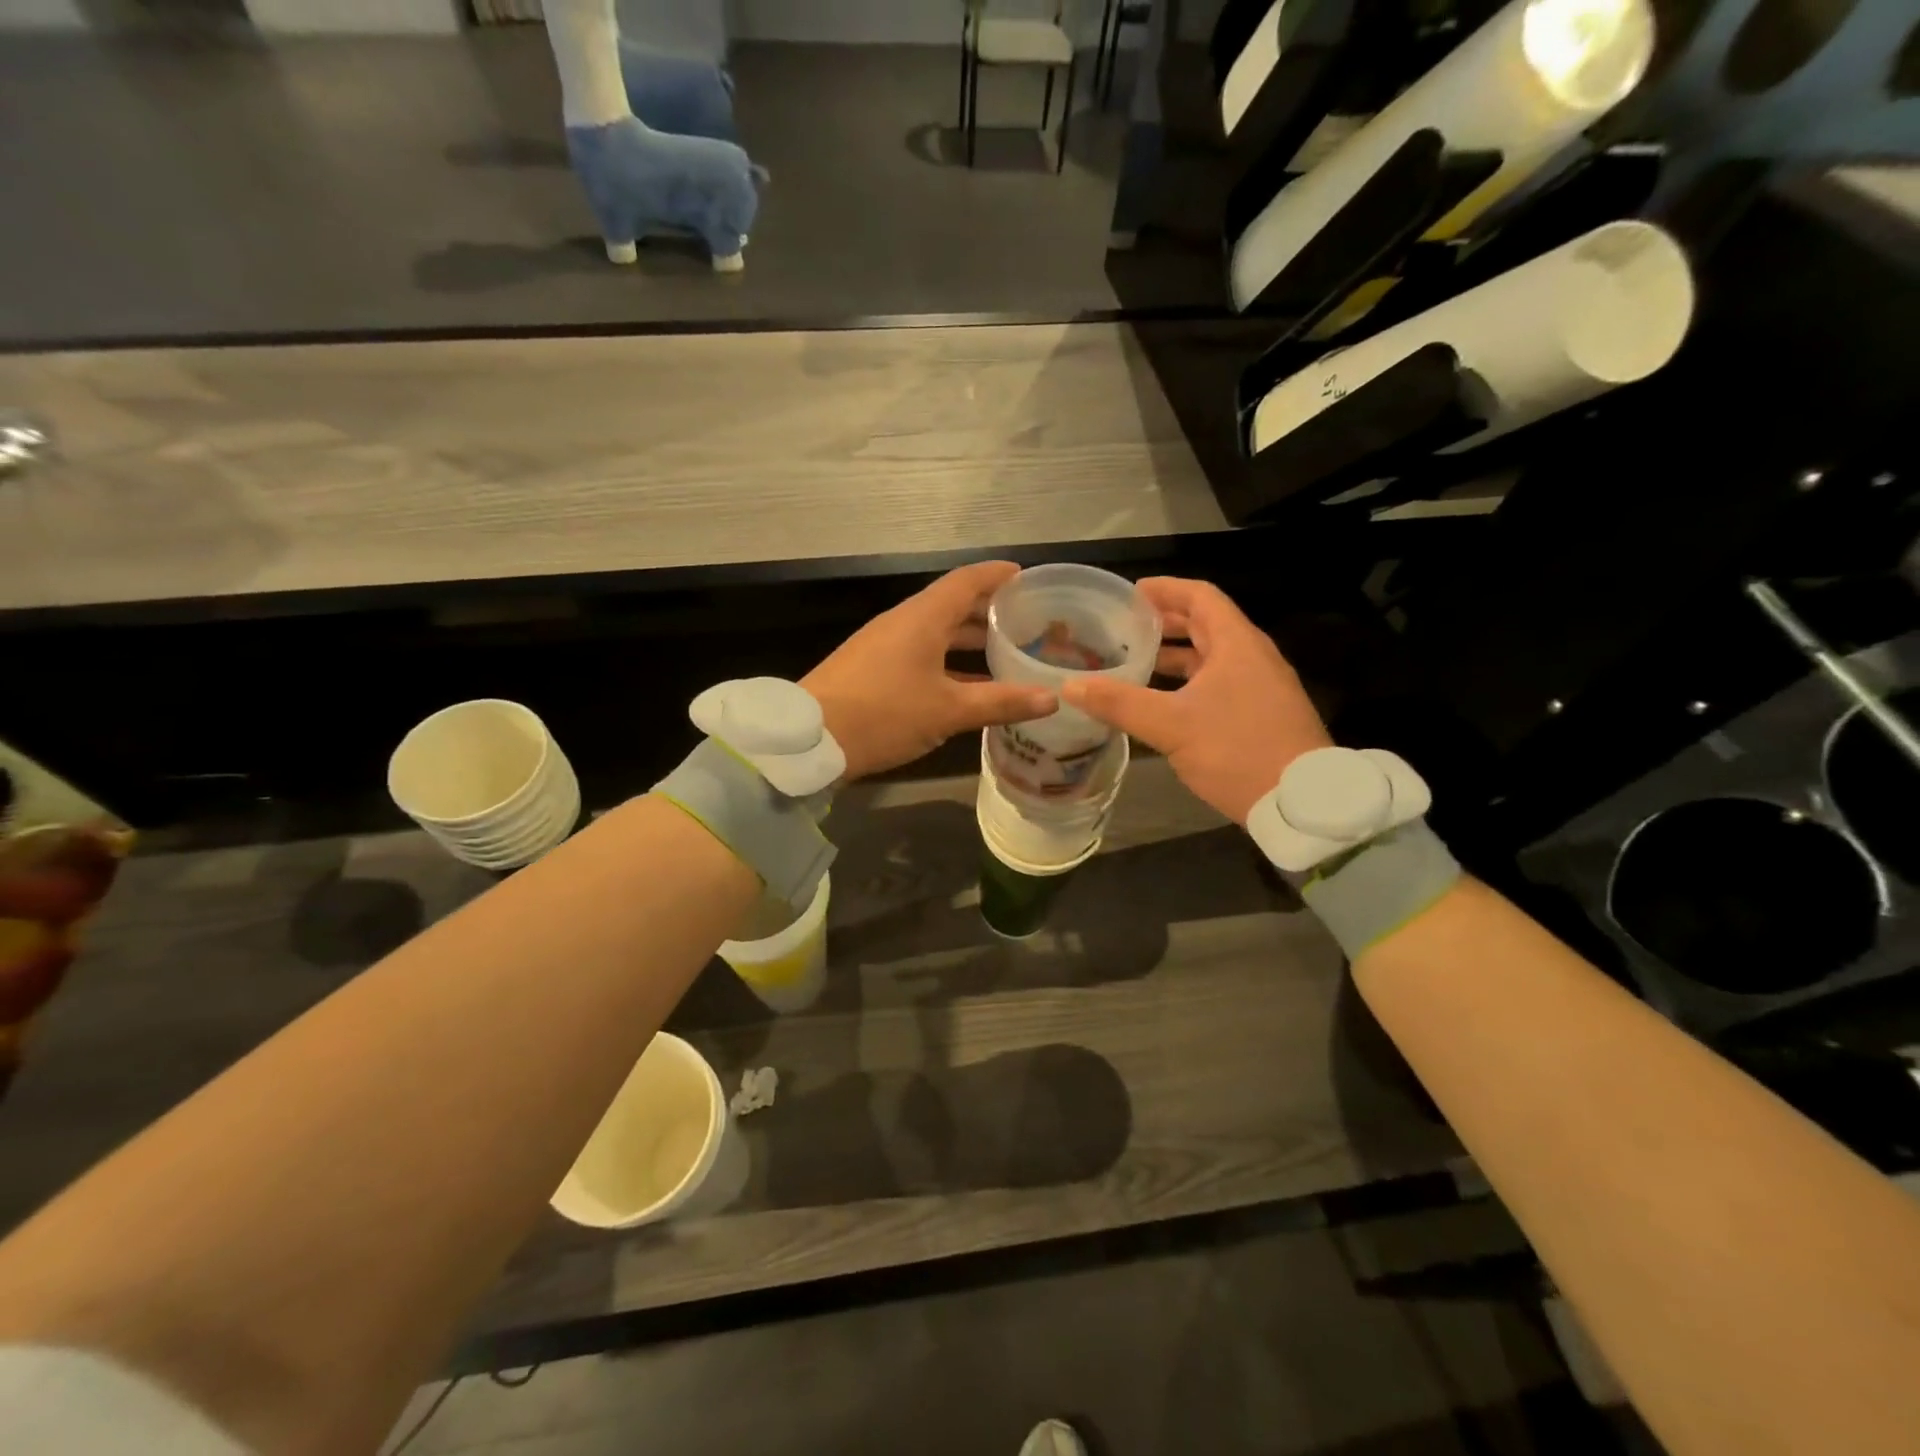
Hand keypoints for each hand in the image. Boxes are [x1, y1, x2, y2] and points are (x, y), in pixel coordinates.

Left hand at [803, 561, 1056, 780]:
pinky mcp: (873, 668)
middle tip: (1027, 620)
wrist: (810, 739)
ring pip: (936, 632)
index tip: (1027, 576)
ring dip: (969, 638)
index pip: (967, 581)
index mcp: (922, 618)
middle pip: (952, 605)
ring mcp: (884, 645)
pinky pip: (920, 653)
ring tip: (1005, 651)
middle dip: (989, 610)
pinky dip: (948, 660)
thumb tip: (1052, 699)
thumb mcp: (948, 711)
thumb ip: (1001, 702)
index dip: (998, 575)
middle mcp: (903, 622)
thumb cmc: (884, 714)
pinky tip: (967, 683)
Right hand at [1062, 577, 1330, 824]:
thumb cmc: (1237, 750)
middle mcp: (1253, 657)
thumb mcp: (1171, 725)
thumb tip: (1070, 686)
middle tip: (1125, 628)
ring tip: (1137, 663)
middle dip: (1166, 623)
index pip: (1200, 596)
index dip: (1165, 590)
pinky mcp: (1262, 714)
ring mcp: (1261, 687)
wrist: (1301, 801)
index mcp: (1236, 644)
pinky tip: (1164, 704)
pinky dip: (1189, 683)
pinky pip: (1220, 683)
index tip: (1131, 594)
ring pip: (1213, 658)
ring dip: (1176, 656)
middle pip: (1206, 625)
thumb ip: (1120, 703)